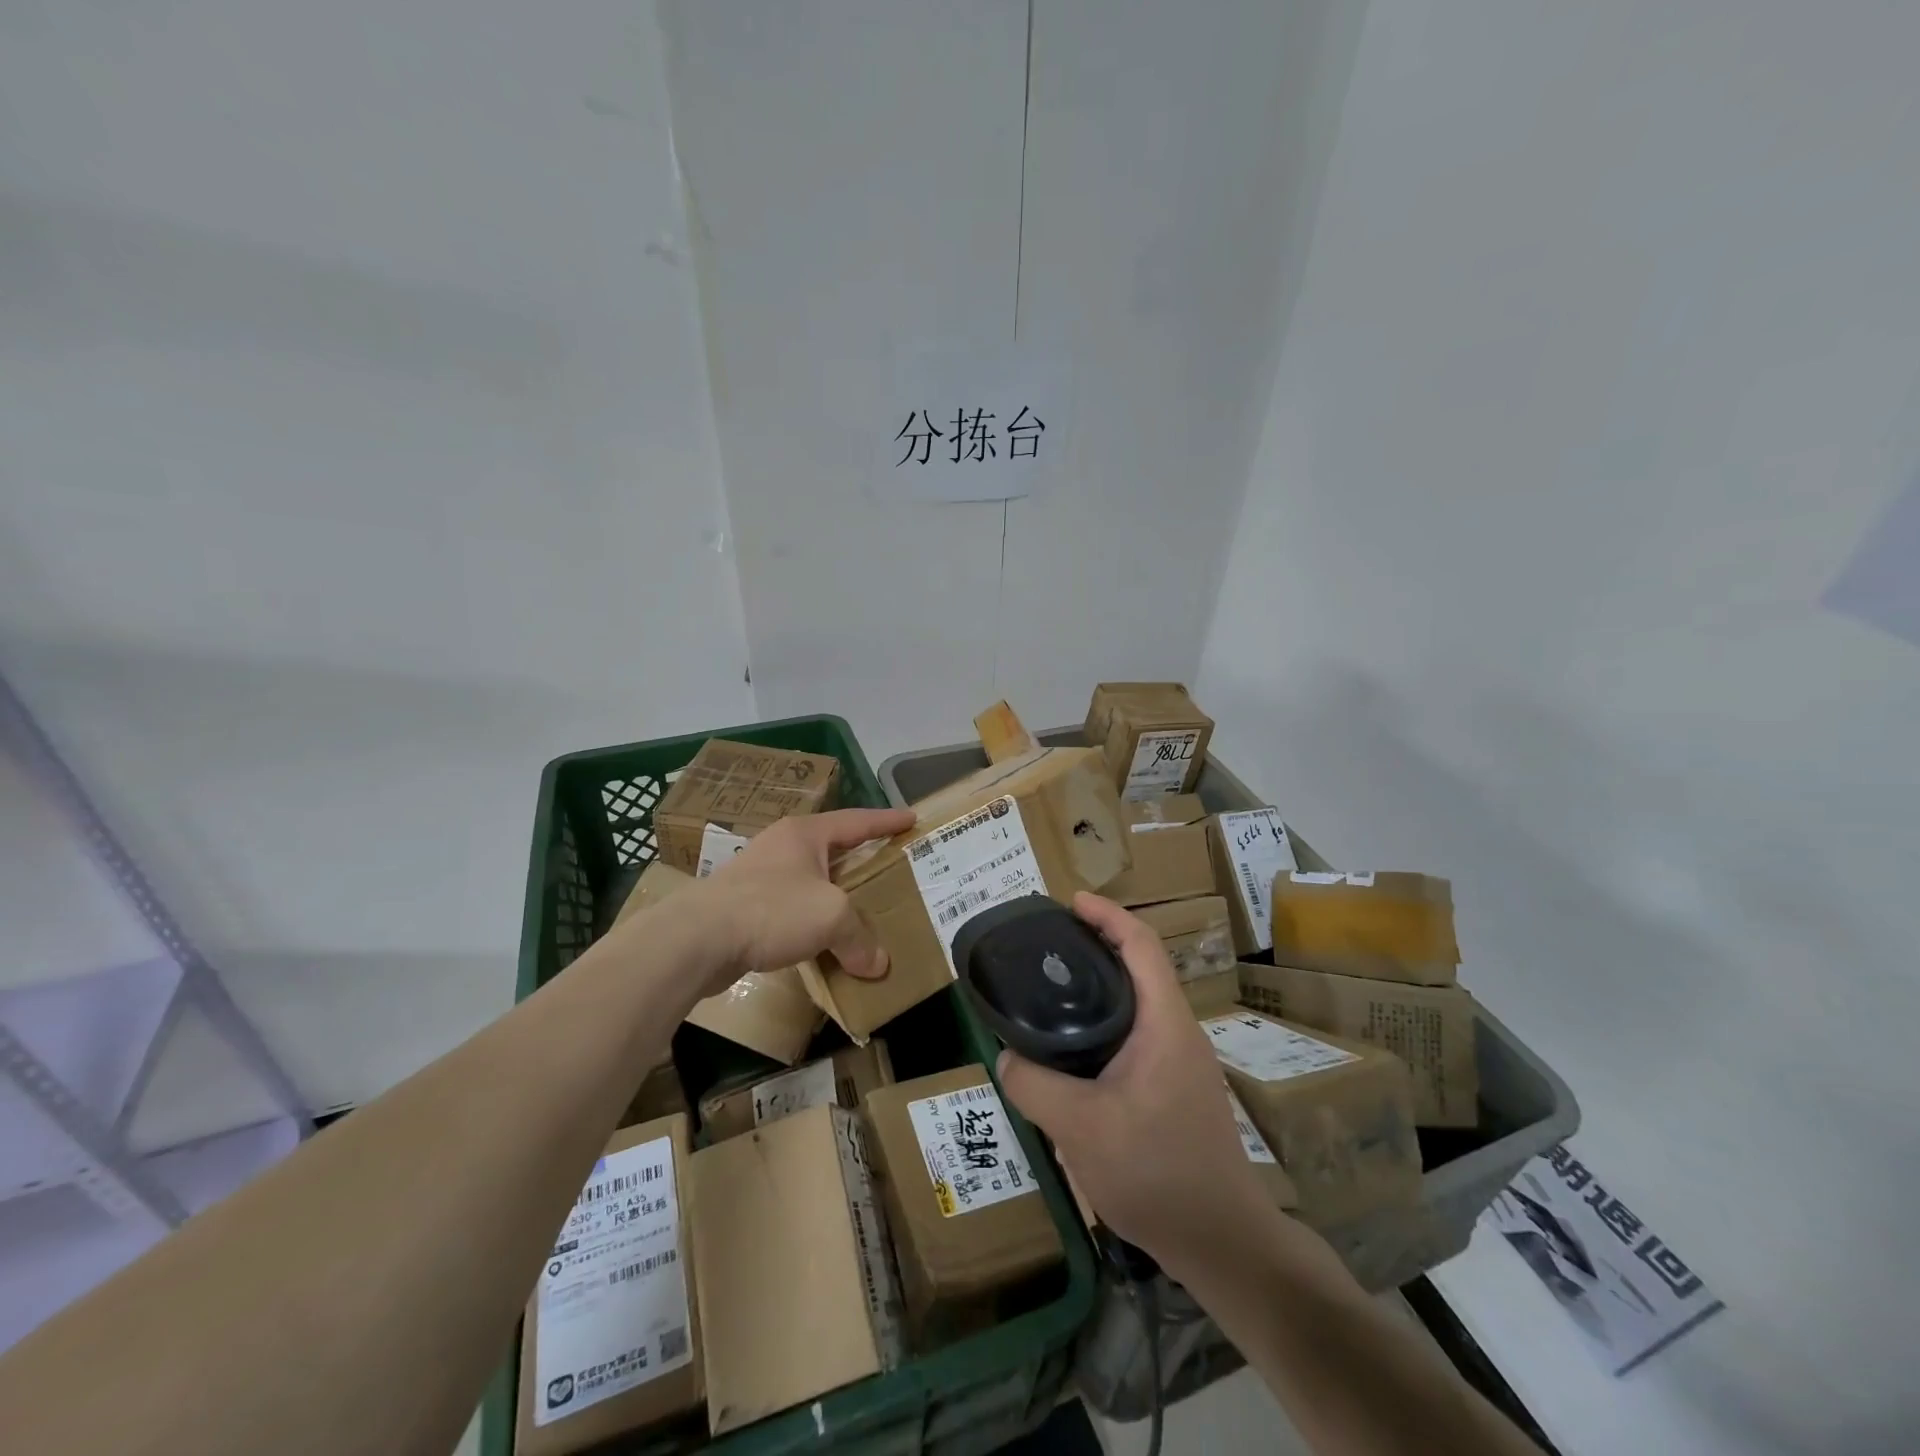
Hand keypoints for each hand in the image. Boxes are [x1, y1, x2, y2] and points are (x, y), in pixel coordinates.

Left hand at [680, 806, 914, 998]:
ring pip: (811, 882)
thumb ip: (859, 937)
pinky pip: (791, 910)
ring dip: (835, 896)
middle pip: (833, 850)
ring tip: (860, 910)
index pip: (857, 820)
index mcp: (805, 834)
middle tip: (890, 868)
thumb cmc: (772, 909)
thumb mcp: (830, 916)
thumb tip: (877, 965)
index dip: (887, 821)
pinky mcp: (744, 907)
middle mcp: (782, 847)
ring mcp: (759, 876)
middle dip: (861, 860)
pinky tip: (823, 943)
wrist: (698, 939)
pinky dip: (812, 923)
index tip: (911, 818)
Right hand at [995, 892, 1270, 1267]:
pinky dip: (1106, 1020)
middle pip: (1139, 966)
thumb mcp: (1080, 1128)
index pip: (1141, 945)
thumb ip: (1035, 1085)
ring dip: (1102, 984)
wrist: (1221, 1241)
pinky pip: (1137, 1033)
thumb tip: (1006, 1056)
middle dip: (1097, 944)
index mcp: (1165, 1023)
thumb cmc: (1157, 1172)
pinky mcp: (1174, 1086)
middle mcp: (1177, 1031)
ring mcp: (1180, 1060)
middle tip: (1048, 944)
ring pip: (1138, 1002)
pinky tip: (1075, 1047)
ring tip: (1054, 989)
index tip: (1071, 901)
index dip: (1108, 915)